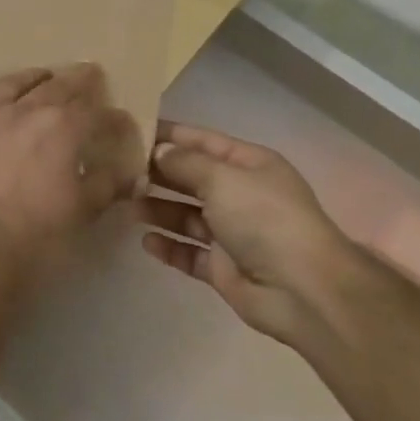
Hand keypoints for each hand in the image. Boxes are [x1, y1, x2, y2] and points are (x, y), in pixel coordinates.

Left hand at [0, 64, 145, 284]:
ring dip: (34, 78)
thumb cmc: (39, 233)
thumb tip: (129, 173)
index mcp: (62, 126)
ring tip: (44, 77)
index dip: (115, 117)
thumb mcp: (85, 209)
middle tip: (90, 74)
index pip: (96, 111)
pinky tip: (0, 115)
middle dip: (79, 79)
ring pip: (13, 85)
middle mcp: (25, 111)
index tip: (123, 123)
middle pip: (57, 85)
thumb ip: (109, 183)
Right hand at [138, 121, 359, 342]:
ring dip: (158, 209)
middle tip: (117, 172)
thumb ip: (185, 163)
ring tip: (127, 205)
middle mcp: (240, 194)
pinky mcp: (222, 267)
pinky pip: (188, 252)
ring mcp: (232, 232)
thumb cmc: (264, 219)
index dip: (169, 135)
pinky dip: (168, 247)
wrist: (302, 289)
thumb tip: (158, 152)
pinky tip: (146, 242)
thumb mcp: (222, 178)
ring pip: (186, 215)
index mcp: (249, 165)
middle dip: (157, 174)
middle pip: (191, 178)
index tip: (130, 131)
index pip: (202, 141)